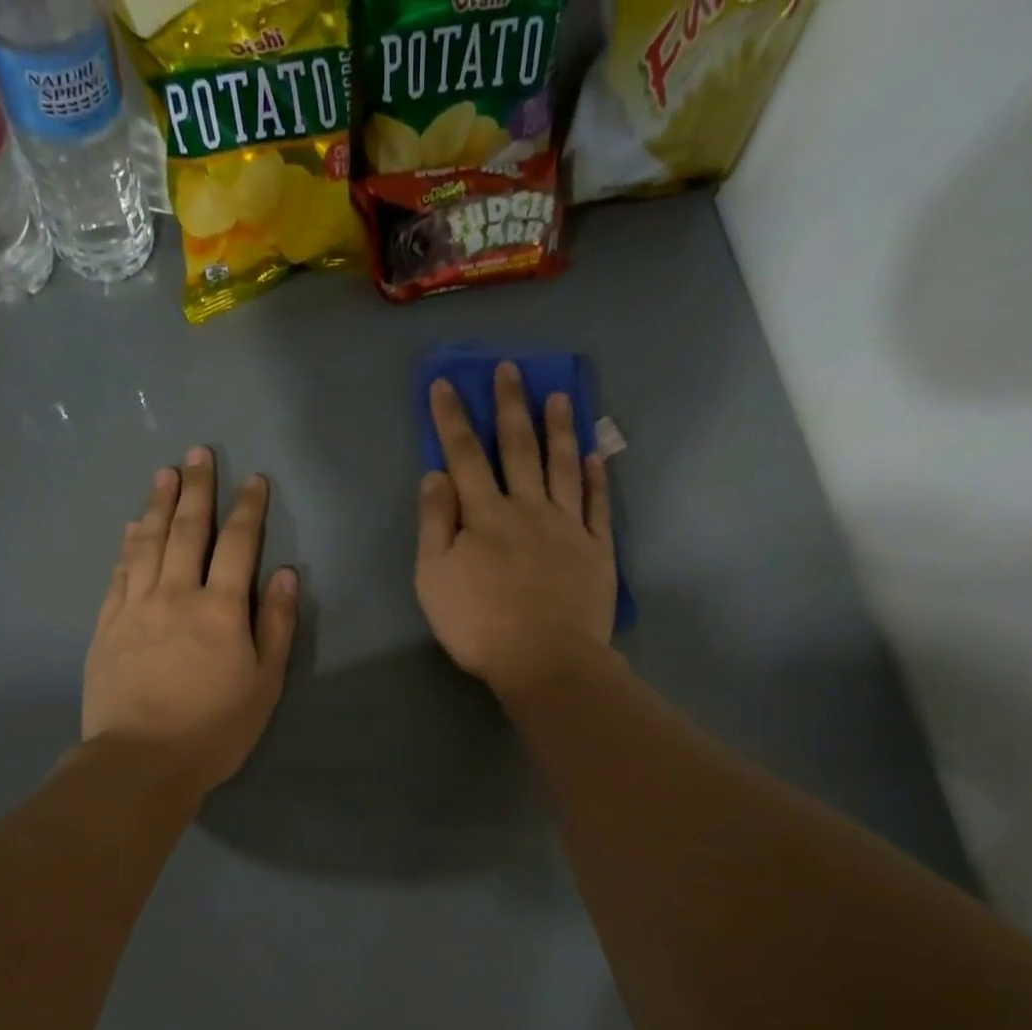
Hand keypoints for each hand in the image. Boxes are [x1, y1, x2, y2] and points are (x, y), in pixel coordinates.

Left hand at [83, 447, 298, 794]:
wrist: (141, 760)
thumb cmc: (214, 729)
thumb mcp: (264, 685)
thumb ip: (274, 626)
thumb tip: (283, 575)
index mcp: (220, 609)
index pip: (238, 545)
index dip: (248, 509)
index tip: (254, 479)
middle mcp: (175, 594)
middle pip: (187, 530)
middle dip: (197, 489)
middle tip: (198, 452)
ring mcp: (135, 607)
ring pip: (147, 543)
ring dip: (158, 504)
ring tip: (164, 473)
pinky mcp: (107, 626)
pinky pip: (119, 573)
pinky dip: (127, 545)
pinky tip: (131, 528)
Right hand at [415, 362, 616, 698]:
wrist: (545, 659)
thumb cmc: (479, 624)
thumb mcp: (434, 578)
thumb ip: (435, 524)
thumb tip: (436, 475)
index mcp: (484, 515)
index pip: (465, 455)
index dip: (453, 418)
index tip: (446, 383)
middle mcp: (527, 508)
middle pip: (518, 448)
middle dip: (510, 406)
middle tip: (511, 369)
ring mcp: (567, 526)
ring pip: (562, 466)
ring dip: (558, 428)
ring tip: (558, 394)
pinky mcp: (596, 548)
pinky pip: (597, 504)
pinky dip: (596, 477)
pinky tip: (594, 455)